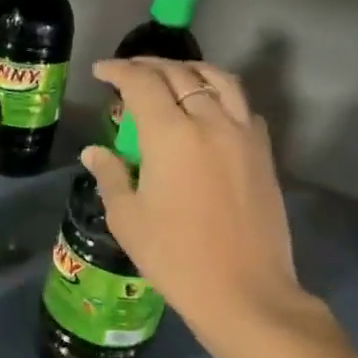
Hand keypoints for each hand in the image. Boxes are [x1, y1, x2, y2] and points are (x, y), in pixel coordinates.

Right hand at [86, 58, 318, 350]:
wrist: (244, 291)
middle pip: (179, 74)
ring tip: (172, 76)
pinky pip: (242, 105)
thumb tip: (94, 152)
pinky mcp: (263, 152)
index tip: (101, 72)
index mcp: (170, 135)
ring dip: (190, 70)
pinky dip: (221, 94)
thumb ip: (110, 175)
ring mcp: (243, 134)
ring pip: (218, 80)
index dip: (118, 70)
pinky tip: (210, 108)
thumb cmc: (175, 257)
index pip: (141, 83)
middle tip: (129, 72)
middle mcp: (210, 121)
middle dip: (149, 66)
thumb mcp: (128, 218)